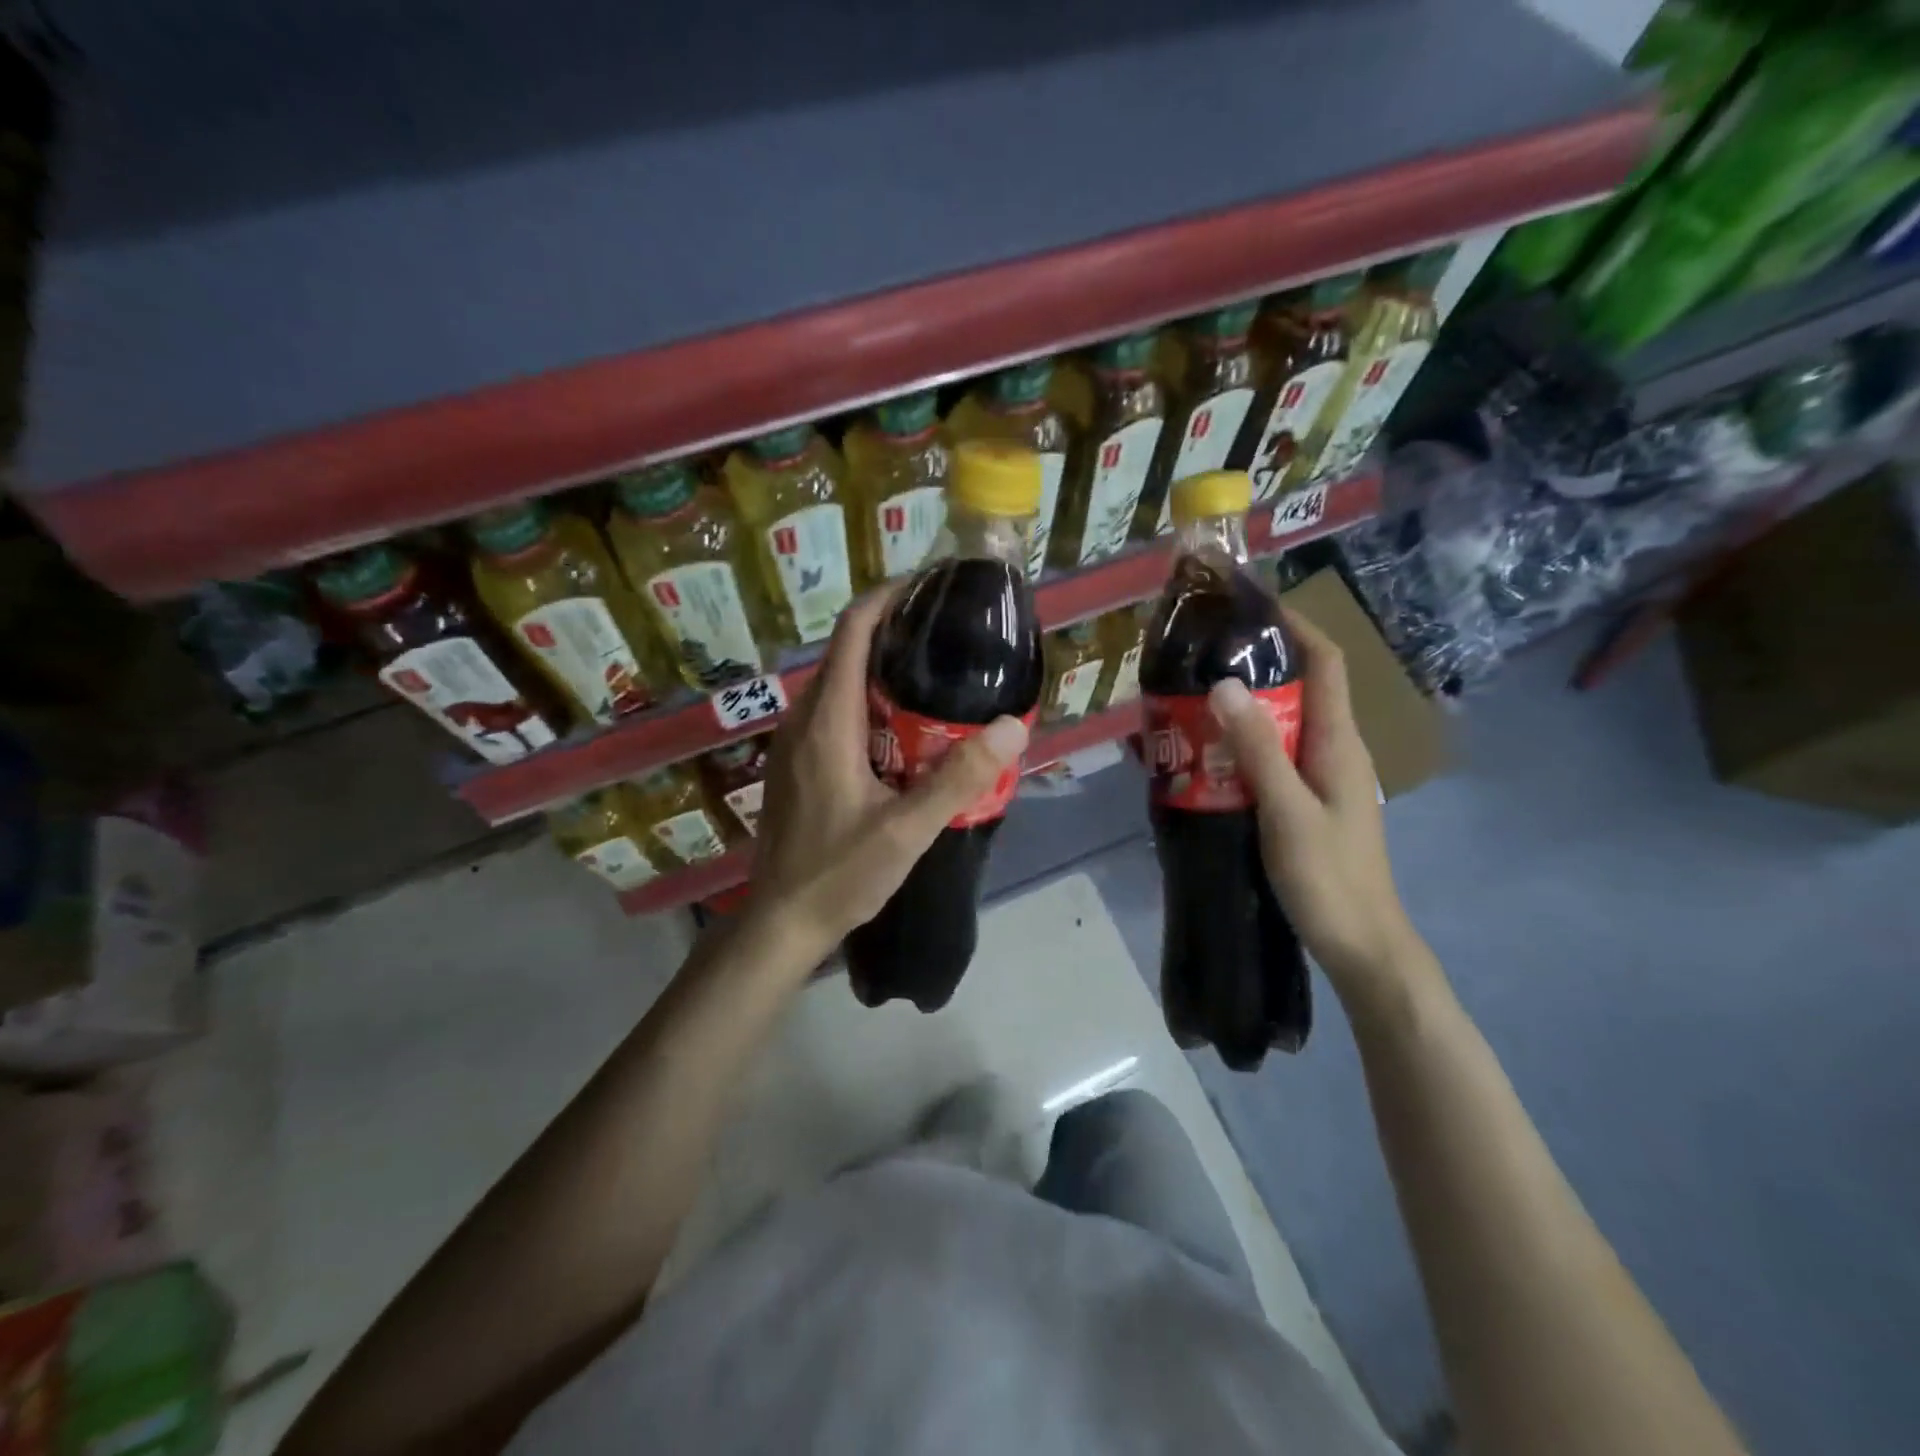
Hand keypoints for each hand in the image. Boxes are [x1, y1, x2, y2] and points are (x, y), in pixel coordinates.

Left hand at [746, 590, 1029, 955]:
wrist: (782, 922)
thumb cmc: (839, 874)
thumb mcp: (907, 830)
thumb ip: (959, 778)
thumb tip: (1012, 725)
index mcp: (827, 722)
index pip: (852, 632)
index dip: (887, 598)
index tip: (928, 586)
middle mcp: (804, 720)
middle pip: (847, 653)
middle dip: (894, 633)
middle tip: (949, 636)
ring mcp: (795, 743)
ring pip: (840, 685)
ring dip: (882, 671)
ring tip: (937, 677)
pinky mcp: (797, 764)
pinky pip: (834, 713)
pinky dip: (869, 703)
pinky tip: (905, 730)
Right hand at [1207, 610, 1425, 1000]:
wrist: (1363, 945)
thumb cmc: (1330, 878)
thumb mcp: (1288, 811)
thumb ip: (1258, 749)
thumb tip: (1226, 685)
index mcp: (1339, 742)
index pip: (1326, 662)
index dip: (1295, 624)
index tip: (1251, 602)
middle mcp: (1335, 749)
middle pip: (1301, 687)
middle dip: (1257, 662)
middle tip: (1201, 653)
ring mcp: (1323, 777)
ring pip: (1283, 723)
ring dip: (1244, 706)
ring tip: (1192, 698)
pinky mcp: (1308, 801)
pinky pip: (1274, 756)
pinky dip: (1244, 744)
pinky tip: (1207, 754)